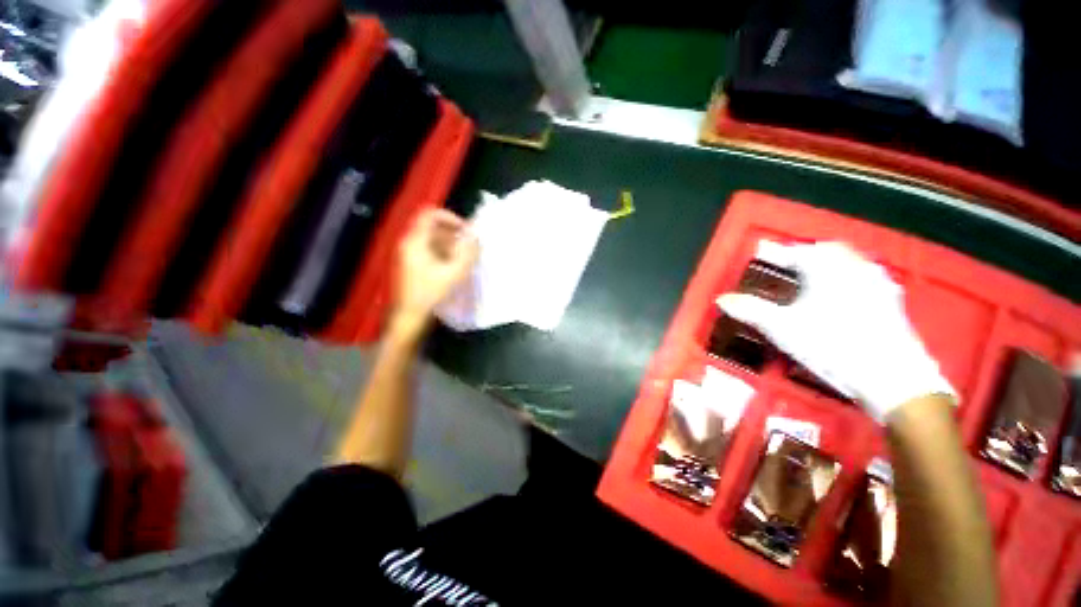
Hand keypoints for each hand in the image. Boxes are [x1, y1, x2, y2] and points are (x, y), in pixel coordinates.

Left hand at [391, 209, 478, 338]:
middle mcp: (410, 244)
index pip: (430, 215)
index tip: (466, 230)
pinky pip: (431, 252)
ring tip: (466, 258)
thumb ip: (468, 253)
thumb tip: (476, 237)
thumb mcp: (454, 273)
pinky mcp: (414, 266)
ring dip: (452, 246)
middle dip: (454, 234)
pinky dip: (445, 255)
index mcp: (416, 241)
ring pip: (433, 241)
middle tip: (470, 246)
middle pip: (433, 228)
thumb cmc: (431, 293)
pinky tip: (456, 267)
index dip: (450, 217)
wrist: (410, 317)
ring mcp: (410, 255)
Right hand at [717, 242, 954, 423]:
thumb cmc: (832, 345)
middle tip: (786, 264)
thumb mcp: (782, 328)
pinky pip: (865, 279)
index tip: (761, 253)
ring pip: (849, 263)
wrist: (892, 378)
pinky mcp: (891, 303)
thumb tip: (722, 300)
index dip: (776, 252)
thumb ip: (750, 310)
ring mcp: (878, 284)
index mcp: (828, 268)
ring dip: (828, 265)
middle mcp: (855, 269)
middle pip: (827, 251)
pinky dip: (847, 280)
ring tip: (811, 277)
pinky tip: (842, 296)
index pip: (797, 251)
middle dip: (804, 254)